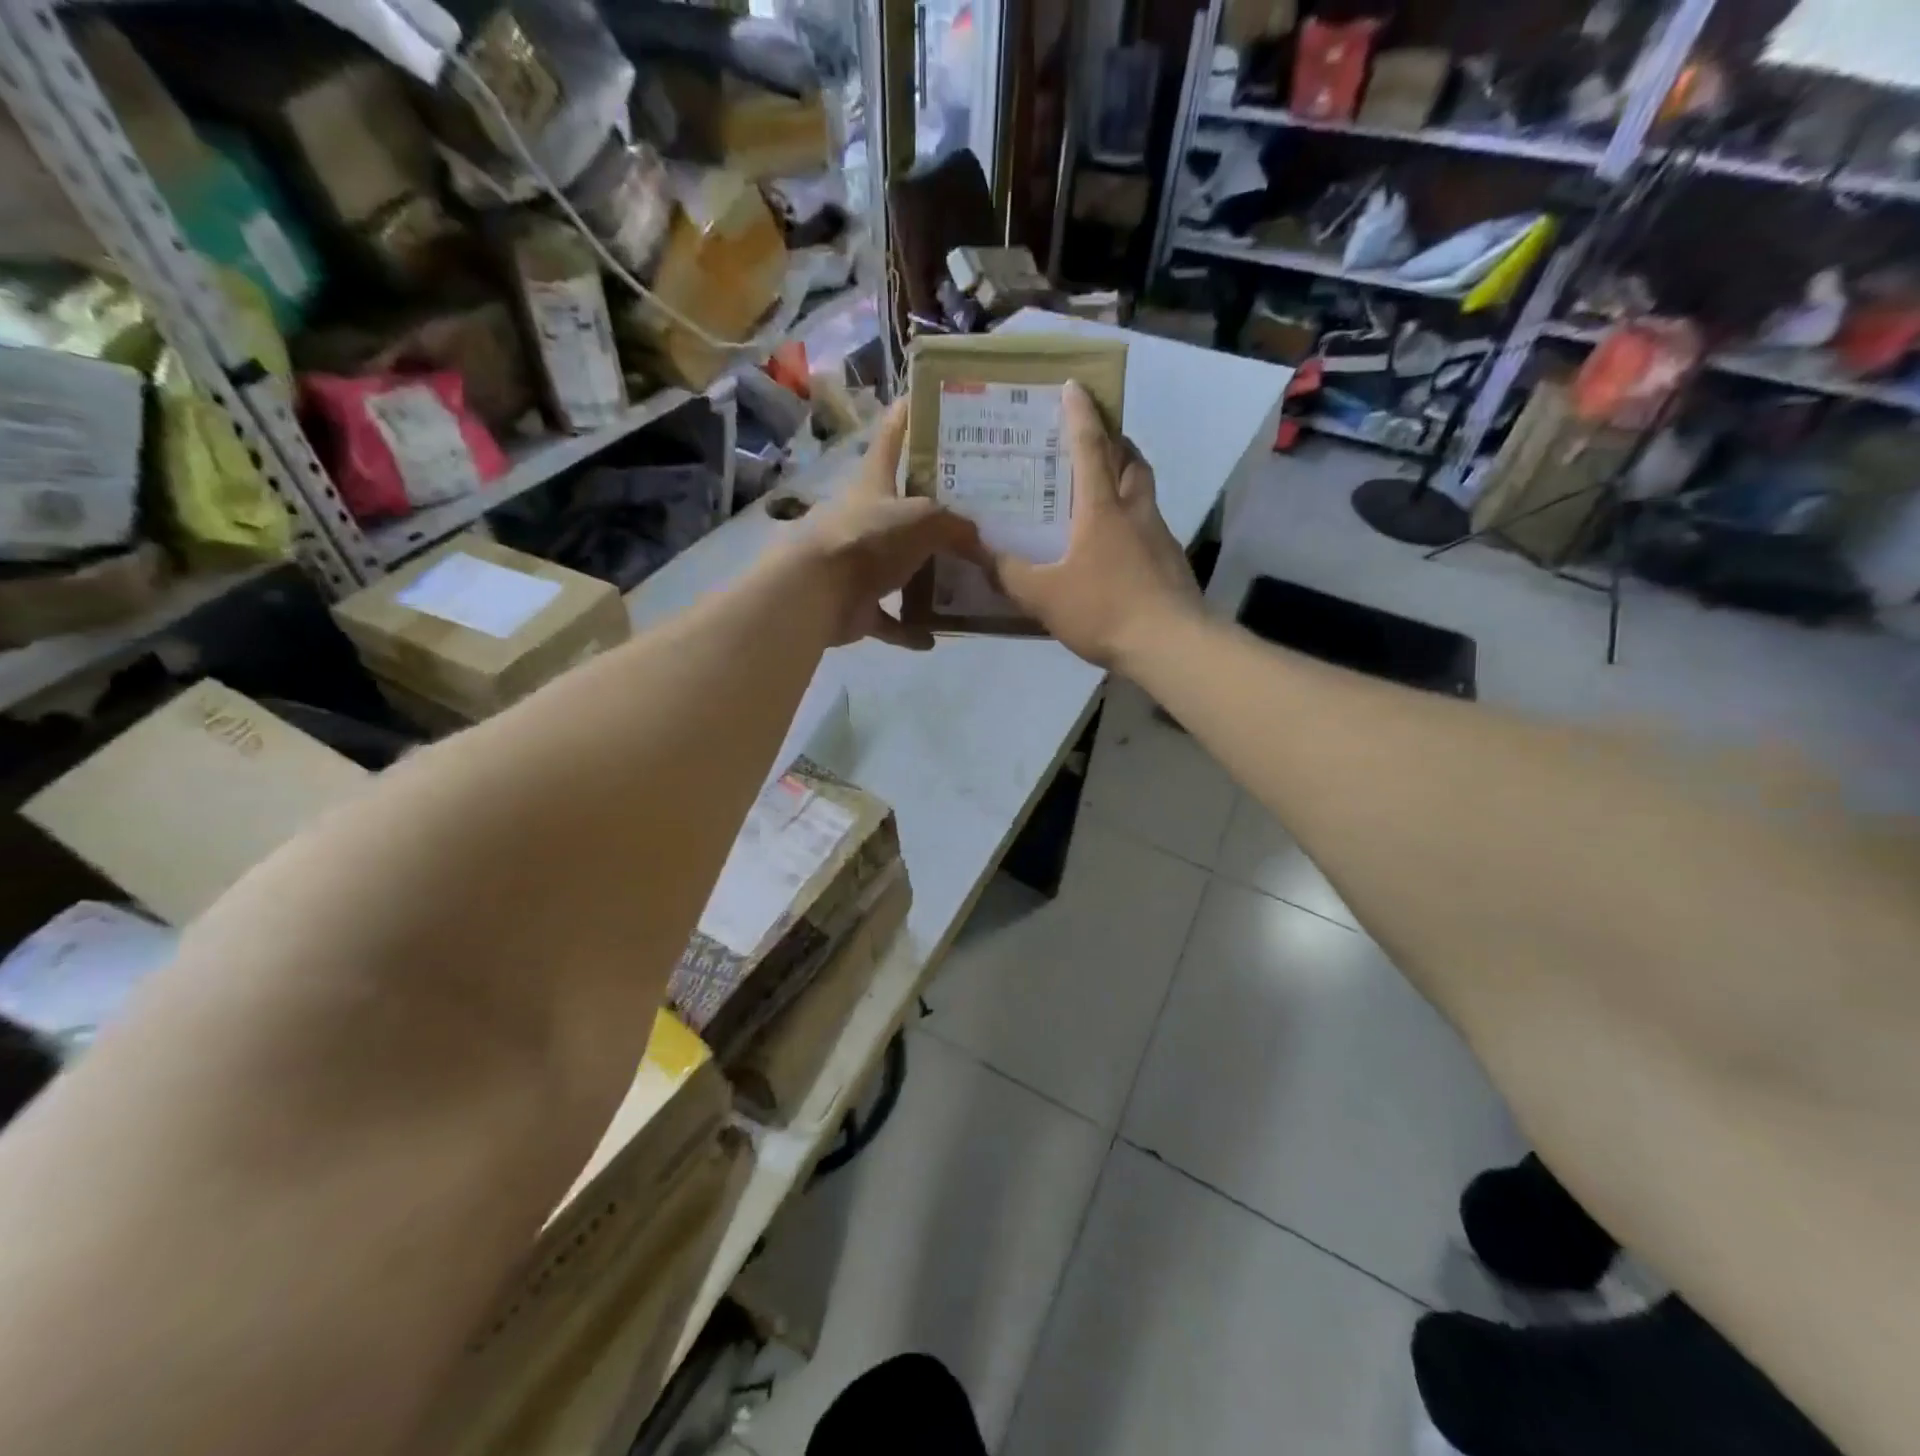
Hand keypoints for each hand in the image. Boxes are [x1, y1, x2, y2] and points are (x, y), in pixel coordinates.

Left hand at [795, 399, 980, 649]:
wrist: (817, 590)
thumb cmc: (868, 538)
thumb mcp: (923, 519)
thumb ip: (956, 526)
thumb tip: (982, 543)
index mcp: (874, 484)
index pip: (891, 439)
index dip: (905, 416)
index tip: (919, 397)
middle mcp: (866, 519)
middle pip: (904, 509)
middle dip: (935, 512)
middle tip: (976, 513)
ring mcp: (859, 563)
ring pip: (899, 567)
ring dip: (926, 577)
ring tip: (963, 580)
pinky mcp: (856, 604)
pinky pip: (888, 619)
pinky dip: (908, 630)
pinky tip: (933, 638)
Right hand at [992, 381, 1203, 667]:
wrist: (1170, 644)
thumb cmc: (1104, 610)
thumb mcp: (1042, 595)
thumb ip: (1006, 572)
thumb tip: (971, 547)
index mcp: (1101, 509)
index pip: (1091, 448)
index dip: (1081, 415)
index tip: (1075, 386)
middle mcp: (1135, 512)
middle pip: (1131, 461)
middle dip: (1116, 441)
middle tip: (1097, 437)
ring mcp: (1159, 537)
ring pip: (1144, 493)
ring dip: (1128, 477)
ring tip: (1105, 487)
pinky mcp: (1171, 563)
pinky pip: (1150, 526)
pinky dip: (1133, 521)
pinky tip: (1118, 545)